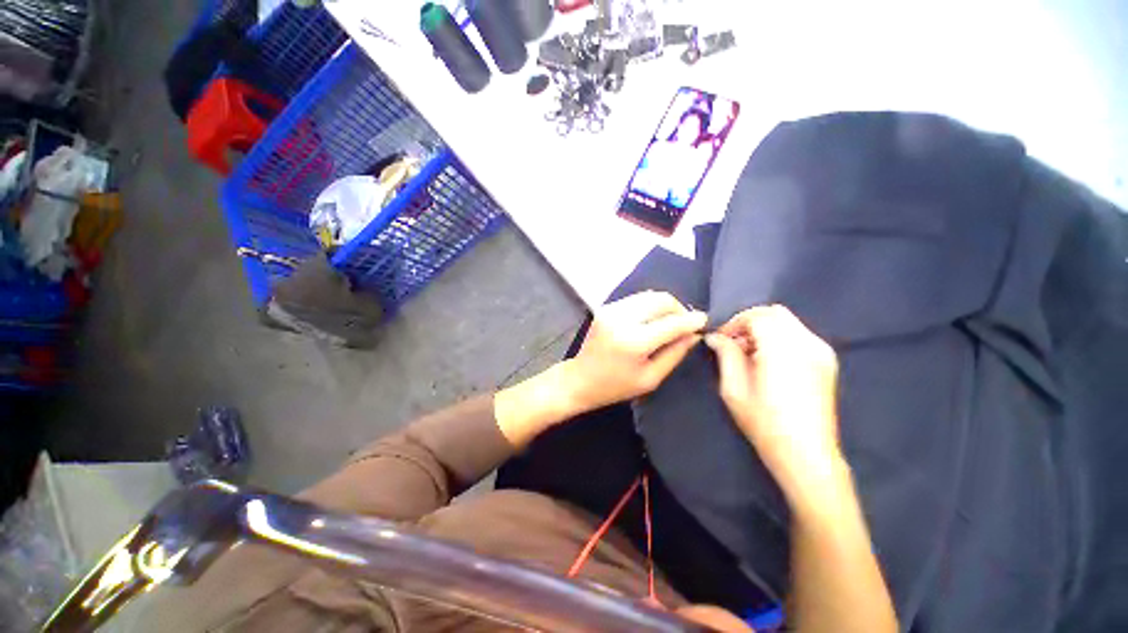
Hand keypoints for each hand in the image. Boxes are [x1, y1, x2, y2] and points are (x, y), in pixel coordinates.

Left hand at [563, 291, 706, 412]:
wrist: (580, 379)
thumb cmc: (616, 386)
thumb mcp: (651, 378)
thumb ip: (675, 353)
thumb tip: (694, 334)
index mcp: (633, 341)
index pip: (671, 322)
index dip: (692, 320)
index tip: (705, 321)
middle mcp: (621, 319)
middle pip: (661, 299)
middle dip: (679, 309)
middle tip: (684, 324)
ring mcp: (611, 309)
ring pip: (649, 295)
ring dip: (664, 306)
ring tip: (669, 323)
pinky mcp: (606, 307)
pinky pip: (636, 299)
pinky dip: (649, 306)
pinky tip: (651, 321)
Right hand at [704, 305, 842, 503]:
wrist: (806, 454)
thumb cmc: (764, 422)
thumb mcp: (734, 388)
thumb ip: (726, 354)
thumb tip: (715, 337)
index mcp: (783, 349)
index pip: (756, 317)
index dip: (734, 323)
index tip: (720, 339)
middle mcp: (807, 343)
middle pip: (775, 313)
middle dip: (749, 322)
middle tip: (733, 343)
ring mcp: (821, 351)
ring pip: (788, 322)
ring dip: (764, 329)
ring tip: (748, 353)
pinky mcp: (827, 361)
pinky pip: (799, 335)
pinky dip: (779, 337)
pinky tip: (768, 360)